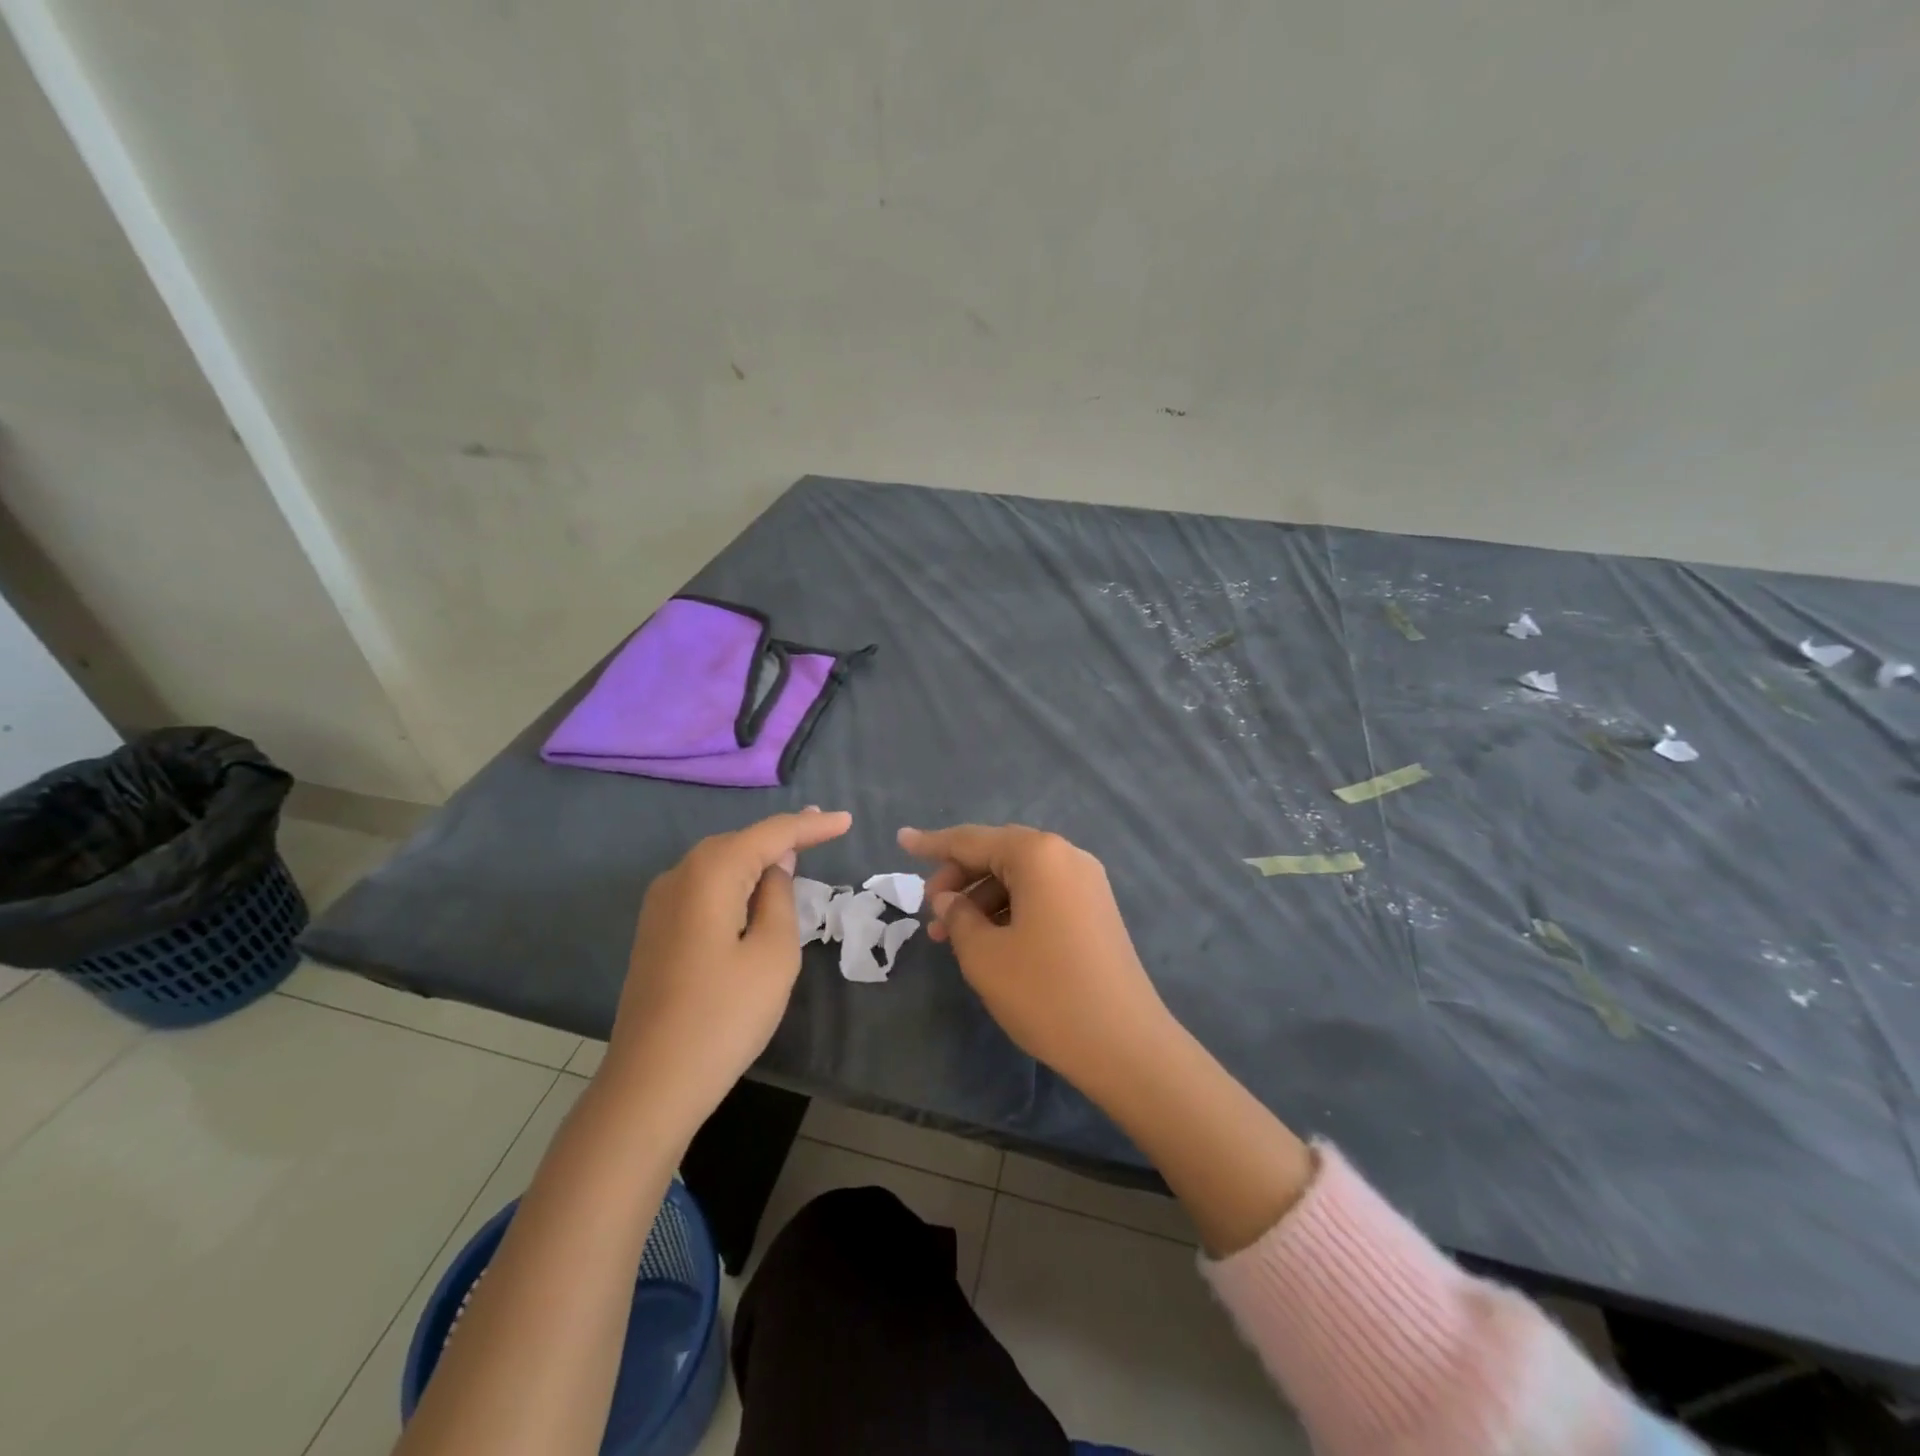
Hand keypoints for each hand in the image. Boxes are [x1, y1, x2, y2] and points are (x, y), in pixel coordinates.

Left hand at [608, 808, 851, 1127]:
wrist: (651, 1084)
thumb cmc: (724, 1016)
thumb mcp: (774, 954)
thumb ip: (780, 898)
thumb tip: (776, 867)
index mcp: (710, 873)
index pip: (771, 834)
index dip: (811, 825)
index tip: (847, 820)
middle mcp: (679, 876)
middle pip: (740, 842)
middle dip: (782, 835)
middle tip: (823, 829)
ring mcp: (660, 904)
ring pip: (719, 864)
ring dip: (758, 858)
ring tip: (796, 852)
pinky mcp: (656, 930)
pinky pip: (704, 888)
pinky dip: (735, 881)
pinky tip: (754, 891)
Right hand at [896, 824, 1172, 1094]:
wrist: (1125, 1045)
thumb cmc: (1046, 993)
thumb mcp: (985, 955)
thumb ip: (958, 917)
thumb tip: (950, 899)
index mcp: (1039, 855)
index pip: (972, 840)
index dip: (932, 843)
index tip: (901, 839)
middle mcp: (1067, 857)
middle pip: (999, 853)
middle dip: (958, 878)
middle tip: (930, 914)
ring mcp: (1087, 883)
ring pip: (1020, 876)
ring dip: (982, 898)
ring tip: (952, 936)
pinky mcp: (1095, 910)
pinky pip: (1042, 894)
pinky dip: (1010, 908)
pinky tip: (989, 939)